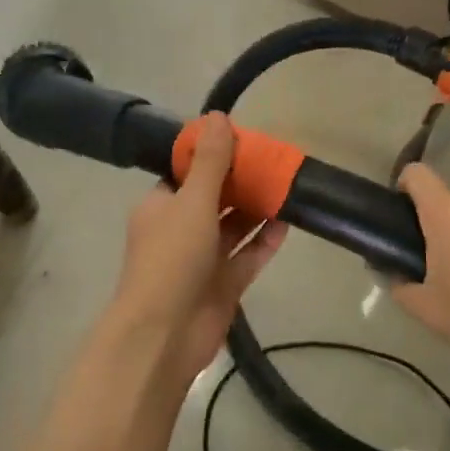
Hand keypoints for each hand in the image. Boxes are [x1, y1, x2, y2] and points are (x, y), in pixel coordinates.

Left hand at [106, 113, 288, 385]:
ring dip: (257, 210)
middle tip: (274, 161)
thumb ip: (210, 162)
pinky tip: (288, 223)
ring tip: (287, 186)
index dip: (213, 156)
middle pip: (214, 198)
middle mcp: (180, 229)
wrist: (164, 334)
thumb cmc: (172, 259)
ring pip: (234, 228)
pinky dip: (264, 241)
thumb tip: (217, 116)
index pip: (186, 173)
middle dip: (241, 182)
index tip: (244, 141)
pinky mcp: (223, 284)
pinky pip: (247, 256)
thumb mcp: (192, 202)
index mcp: (161, 206)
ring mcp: (202, 260)